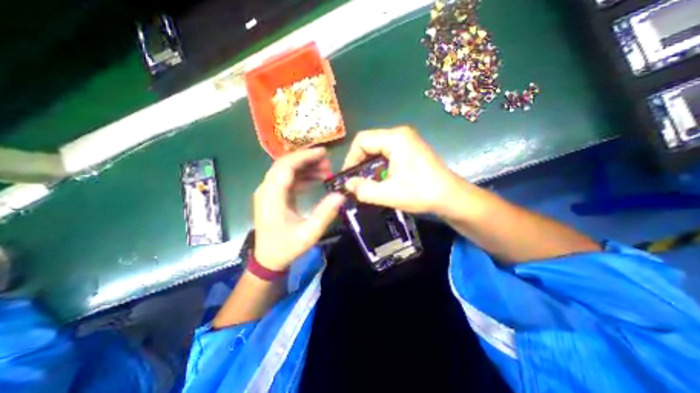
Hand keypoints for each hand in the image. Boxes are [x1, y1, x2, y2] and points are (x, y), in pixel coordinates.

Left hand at [255, 147, 346, 269]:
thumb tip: (341, 195)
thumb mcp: (308, 234)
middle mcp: (266, 189)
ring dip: (306, 167)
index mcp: (271, 196)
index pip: (286, 166)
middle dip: (307, 160)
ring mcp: (269, 192)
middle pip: (285, 164)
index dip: (304, 156)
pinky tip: (316, 179)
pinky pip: (288, 180)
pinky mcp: (274, 196)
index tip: (323, 152)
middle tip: (328, 162)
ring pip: (287, 171)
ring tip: (326, 170)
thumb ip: (324, 214)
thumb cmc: (286, 248)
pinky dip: (302, 176)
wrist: (268, 260)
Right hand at [344, 126, 465, 213]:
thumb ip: (364, 190)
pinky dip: (379, 165)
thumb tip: (347, 185)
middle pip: (369, 143)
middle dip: (359, 163)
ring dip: (369, 165)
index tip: (349, 177)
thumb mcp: (389, 194)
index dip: (351, 158)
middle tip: (356, 181)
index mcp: (395, 139)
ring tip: (367, 183)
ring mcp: (406, 140)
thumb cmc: (422, 193)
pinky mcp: (410, 149)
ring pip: (377, 149)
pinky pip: (387, 153)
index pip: (361, 140)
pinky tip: (381, 179)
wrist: (451, 197)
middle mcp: (400, 134)